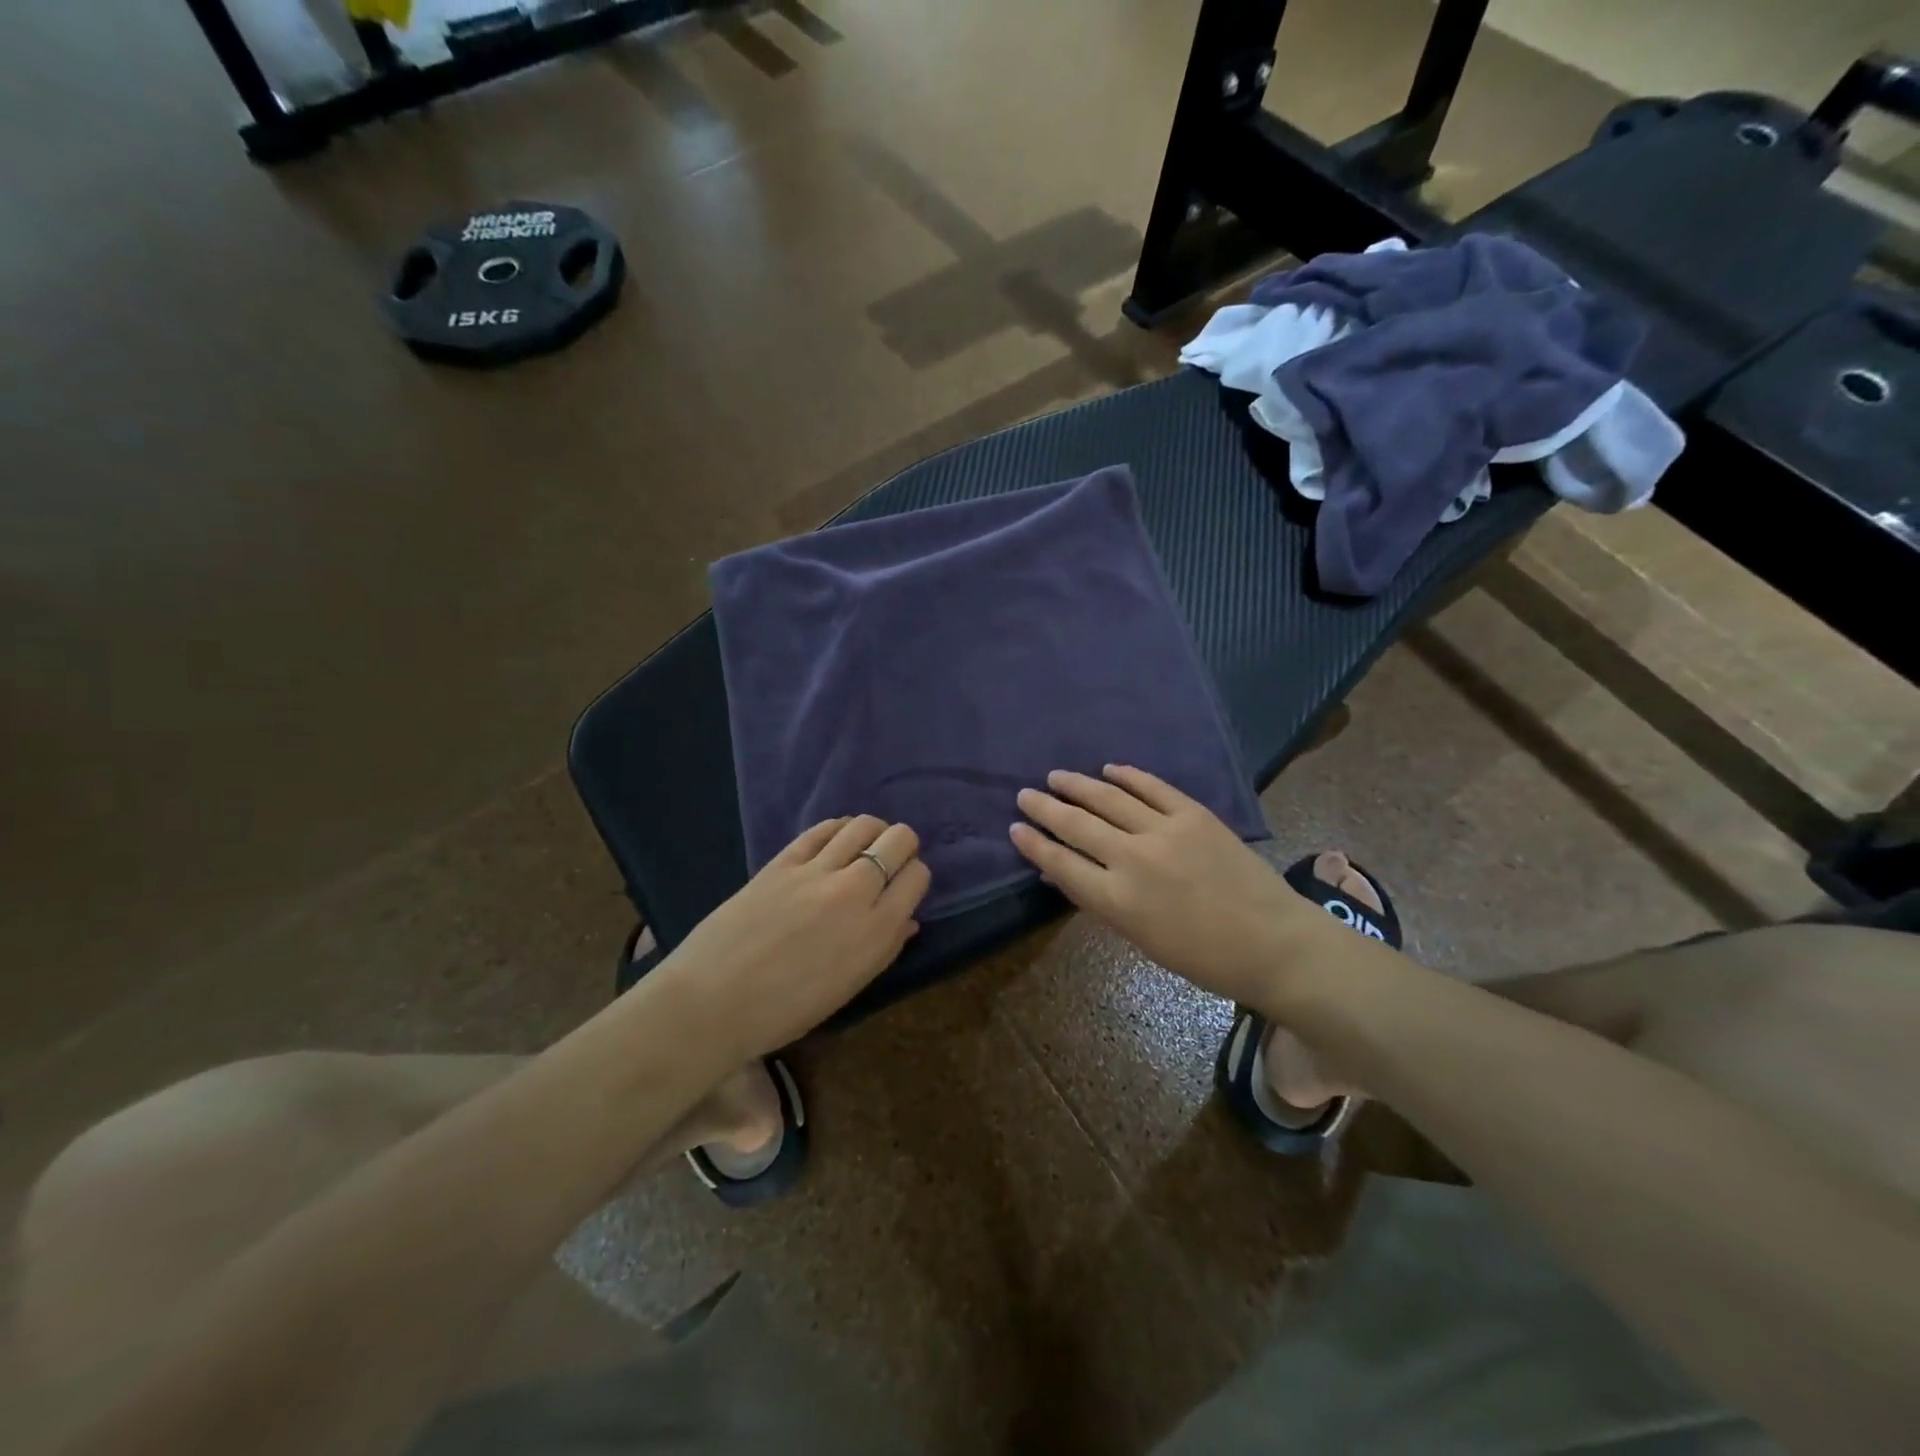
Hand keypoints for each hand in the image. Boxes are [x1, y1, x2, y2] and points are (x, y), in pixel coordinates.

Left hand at [655, 816, 930, 1056]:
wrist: (712, 1003)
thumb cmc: (785, 1011)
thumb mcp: (847, 987)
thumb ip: (883, 948)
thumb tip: (906, 920)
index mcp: (876, 931)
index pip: (917, 876)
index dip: (915, 876)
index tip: (903, 886)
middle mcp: (855, 891)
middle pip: (899, 840)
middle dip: (902, 845)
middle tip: (890, 860)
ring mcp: (816, 871)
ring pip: (863, 825)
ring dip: (872, 831)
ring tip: (865, 844)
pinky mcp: (783, 861)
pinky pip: (823, 829)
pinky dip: (838, 828)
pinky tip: (837, 838)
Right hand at [1010, 765, 1314, 1008]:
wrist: (1272, 943)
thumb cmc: (1202, 957)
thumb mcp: (1140, 938)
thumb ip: (1100, 902)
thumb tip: (1063, 875)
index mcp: (1117, 900)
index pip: (1061, 863)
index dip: (1034, 844)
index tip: (1015, 828)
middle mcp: (1133, 859)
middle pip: (1077, 825)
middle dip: (1045, 808)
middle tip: (1025, 795)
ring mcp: (1165, 831)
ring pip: (1109, 798)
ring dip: (1078, 785)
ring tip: (1056, 777)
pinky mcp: (1194, 814)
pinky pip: (1151, 787)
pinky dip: (1127, 776)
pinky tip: (1108, 770)